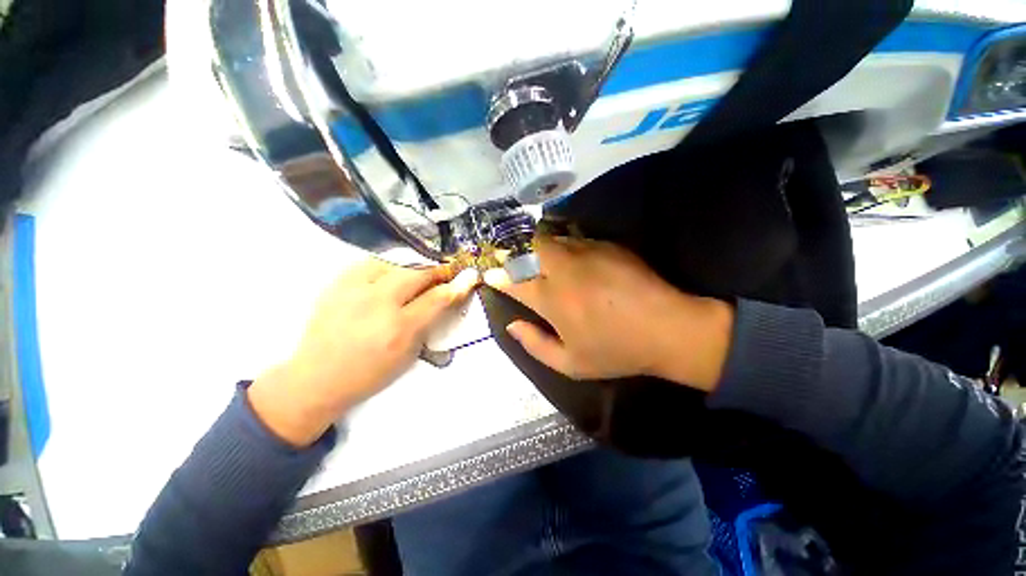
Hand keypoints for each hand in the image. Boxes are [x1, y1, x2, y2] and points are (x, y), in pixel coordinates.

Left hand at [249, 260, 478, 446]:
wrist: (316, 377)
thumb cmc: (370, 373)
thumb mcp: (408, 355)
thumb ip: (429, 323)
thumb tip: (446, 297)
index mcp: (399, 329)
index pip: (437, 298)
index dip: (457, 285)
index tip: (469, 276)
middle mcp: (378, 303)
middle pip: (418, 274)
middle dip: (437, 271)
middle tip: (445, 274)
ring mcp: (355, 290)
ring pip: (396, 263)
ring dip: (414, 268)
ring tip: (419, 275)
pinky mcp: (337, 283)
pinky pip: (371, 263)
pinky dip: (388, 267)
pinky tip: (391, 276)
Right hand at [484, 236, 732, 390]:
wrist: (668, 329)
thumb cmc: (616, 350)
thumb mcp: (570, 364)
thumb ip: (534, 344)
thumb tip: (512, 325)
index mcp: (551, 298)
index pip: (512, 280)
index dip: (497, 276)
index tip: (490, 275)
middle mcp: (563, 268)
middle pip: (527, 247)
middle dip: (514, 252)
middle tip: (512, 262)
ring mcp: (586, 252)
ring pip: (549, 239)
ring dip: (537, 248)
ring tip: (538, 259)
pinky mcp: (606, 245)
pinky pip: (574, 239)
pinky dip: (562, 247)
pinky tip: (569, 259)